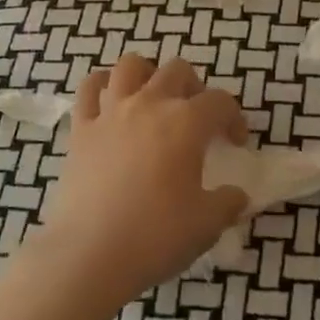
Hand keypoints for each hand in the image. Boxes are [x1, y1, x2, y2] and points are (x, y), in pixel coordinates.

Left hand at [30, 54, 249, 308]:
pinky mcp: (81, 127)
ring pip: (131, 66)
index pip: (220, 102)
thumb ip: (227, 204)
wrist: (90, 253)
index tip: (235, 142)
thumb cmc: (155, 236)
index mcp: (186, 123)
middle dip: (194, 87)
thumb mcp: (206, 225)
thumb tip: (237, 196)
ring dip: (147, 73)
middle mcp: (149, 104)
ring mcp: (112, 111)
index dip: (234, 117)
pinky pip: (89, 88)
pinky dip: (101, 85)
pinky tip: (109, 100)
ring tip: (153, 97)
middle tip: (197, 117)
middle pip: (177, 71)